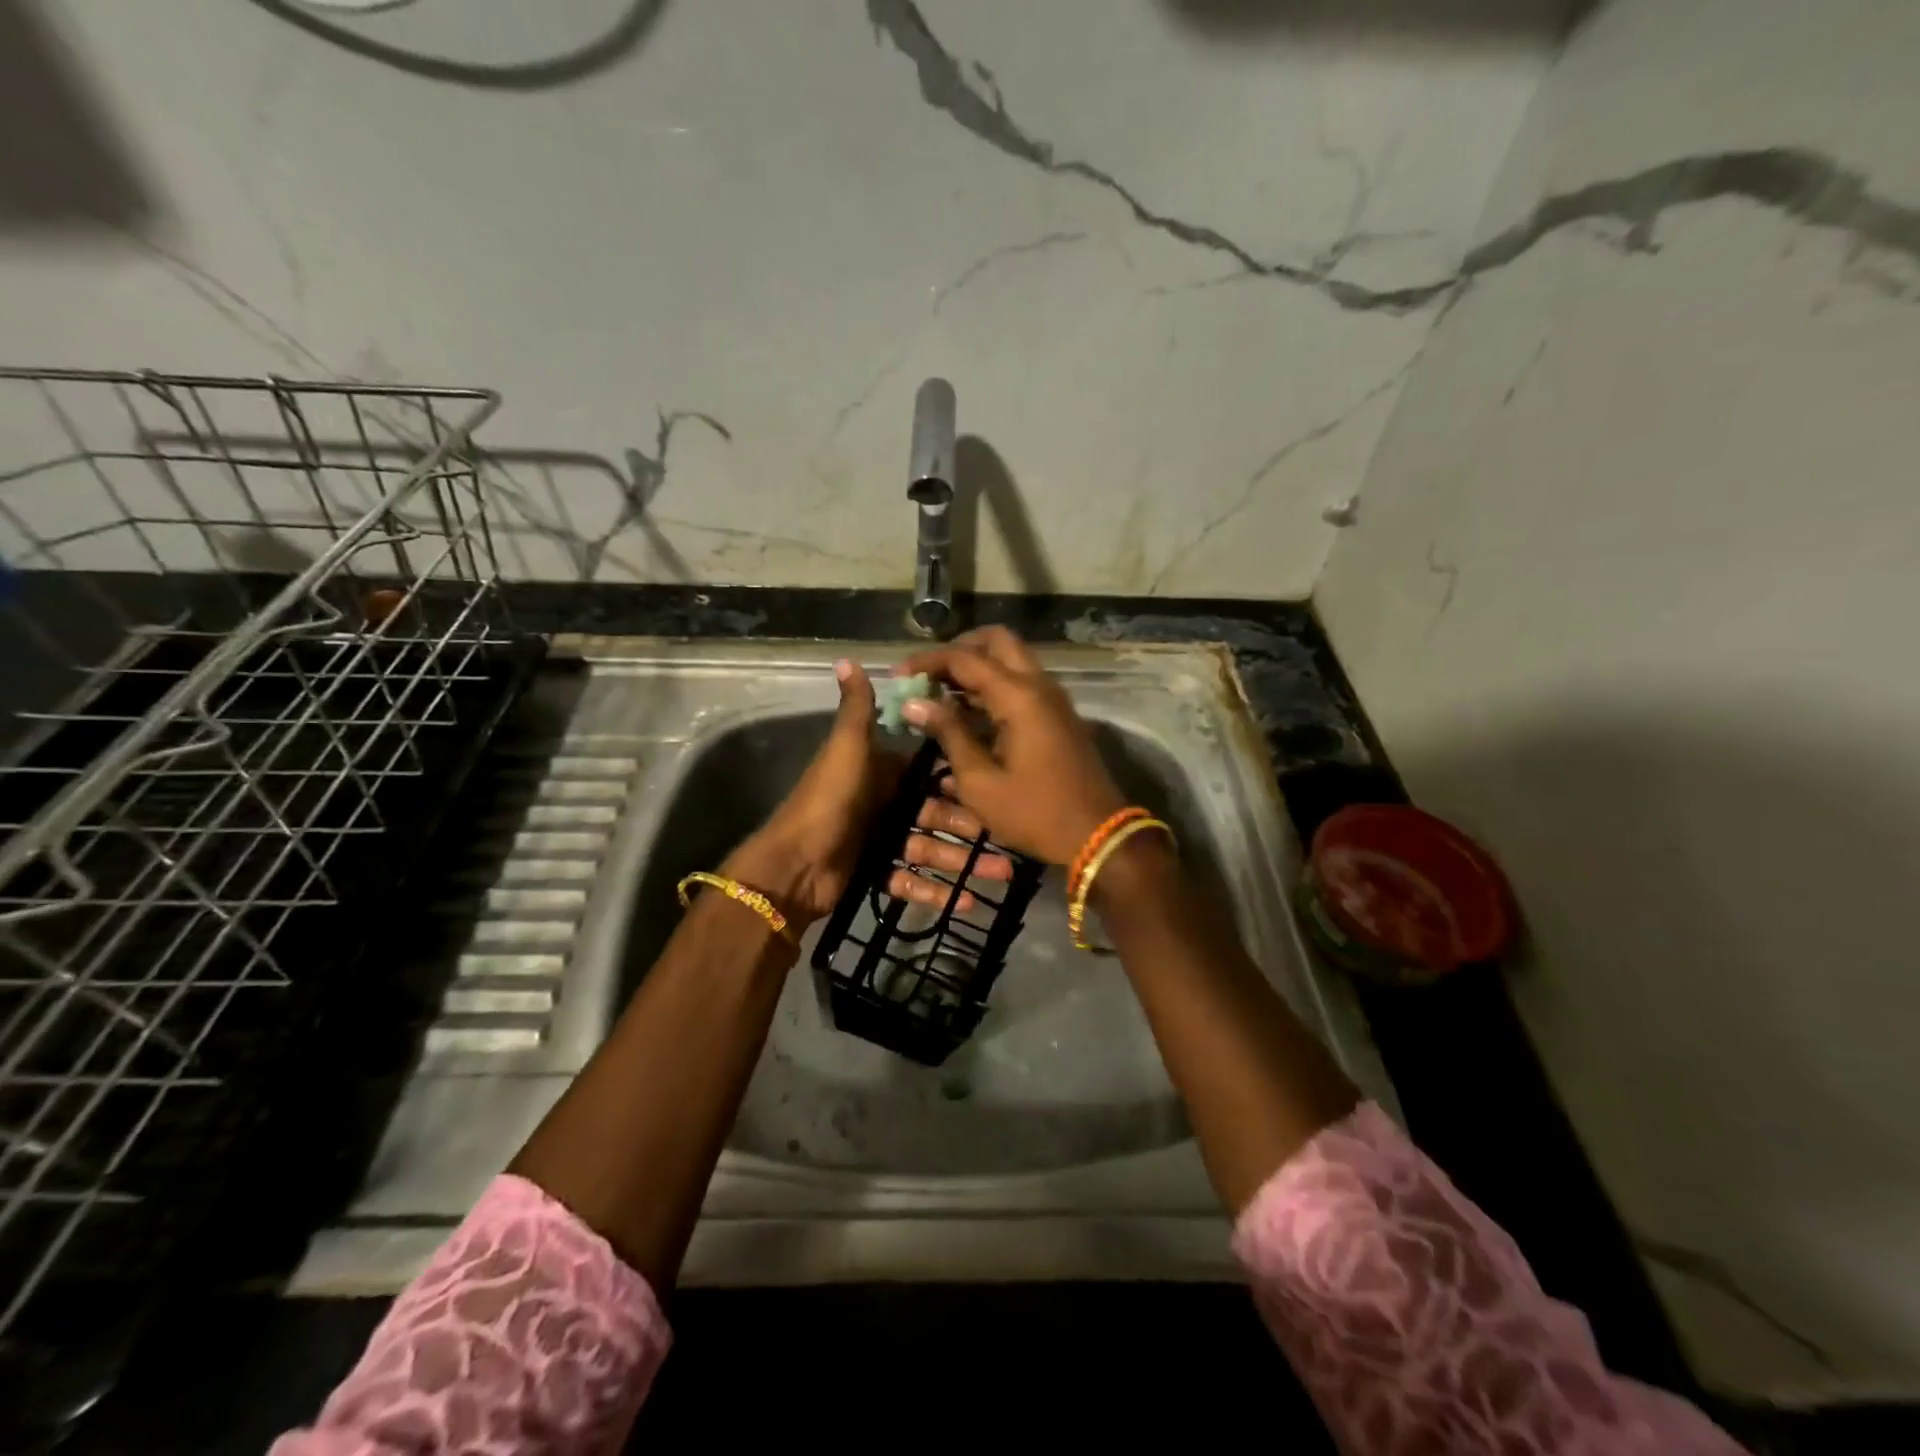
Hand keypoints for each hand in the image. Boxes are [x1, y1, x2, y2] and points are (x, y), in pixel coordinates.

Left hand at [724, 659, 1012, 927]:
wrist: (791, 867)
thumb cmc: (827, 802)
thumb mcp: (845, 750)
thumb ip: (856, 709)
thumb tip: (845, 658)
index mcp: (878, 771)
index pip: (928, 773)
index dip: (959, 780)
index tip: (995, 787)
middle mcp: (882, 803)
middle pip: (935, 815)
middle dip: (969, 828)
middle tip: (1007, 841)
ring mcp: (878, 840)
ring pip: (930, 850)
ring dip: (962, 863)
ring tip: (1002, 874)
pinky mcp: (874, 874)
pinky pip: (910, 881)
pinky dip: (936, 892)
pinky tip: (967, 904)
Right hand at [897, 628, 1125, 866]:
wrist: (1098, 835)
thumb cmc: (1035, 812)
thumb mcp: (980, 781)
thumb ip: (948, 734)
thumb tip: (915, 703)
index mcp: (1019, 696)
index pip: (965, 658)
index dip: (927, 662)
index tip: (898, 677)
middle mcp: (1039, 685)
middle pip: (996, 641)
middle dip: (958, 650)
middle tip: (928, 675)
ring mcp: (1053, 699)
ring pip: (1012, 661)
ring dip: (977, 667)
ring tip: (940, 694)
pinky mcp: (1058, 715)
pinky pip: (1023, 683)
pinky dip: (994, 686)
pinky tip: (968, 712)